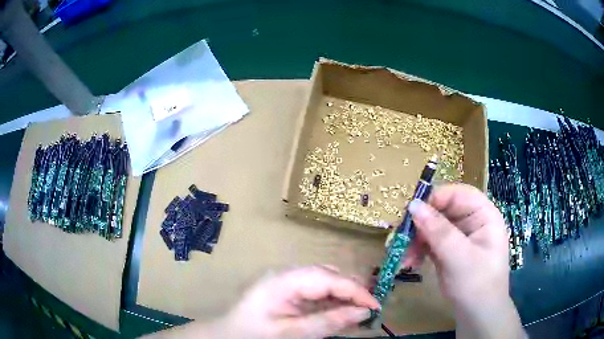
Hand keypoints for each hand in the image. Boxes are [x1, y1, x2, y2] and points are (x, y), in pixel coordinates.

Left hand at [217, 266, 378, 338]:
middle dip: (353, 291)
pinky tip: (340, 312)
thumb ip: (327, 322)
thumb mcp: (291, 334)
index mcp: (283, 281)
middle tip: (369, 311)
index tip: (376, 306)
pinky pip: (316, 291)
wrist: (226, 335)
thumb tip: (364, 312)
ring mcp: (286, 280)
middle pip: (329, 275)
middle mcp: (286, 274)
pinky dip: (332, 301)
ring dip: (344, 296)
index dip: (356, 290)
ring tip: (359, 312)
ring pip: (325, 281)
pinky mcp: (287, 290)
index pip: (329, 278)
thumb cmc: (253, 335)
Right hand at [404, 183, 522, 338]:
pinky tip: (410, 263)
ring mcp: (459, 236)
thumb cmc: (477, 284)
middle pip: (442, 209)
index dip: (436, 198)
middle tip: (402, 239)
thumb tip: (413, 205)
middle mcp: (471, 221)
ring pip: (432, 226)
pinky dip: (418, 250)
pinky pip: (429, 242)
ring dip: (416, 240)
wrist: (477, 315)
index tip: (412, 212)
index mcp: (484, 215)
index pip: (459, 194)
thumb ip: (438, 231)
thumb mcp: (460, 258)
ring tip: (405, 258)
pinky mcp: (448, 250)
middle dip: (421, 224)